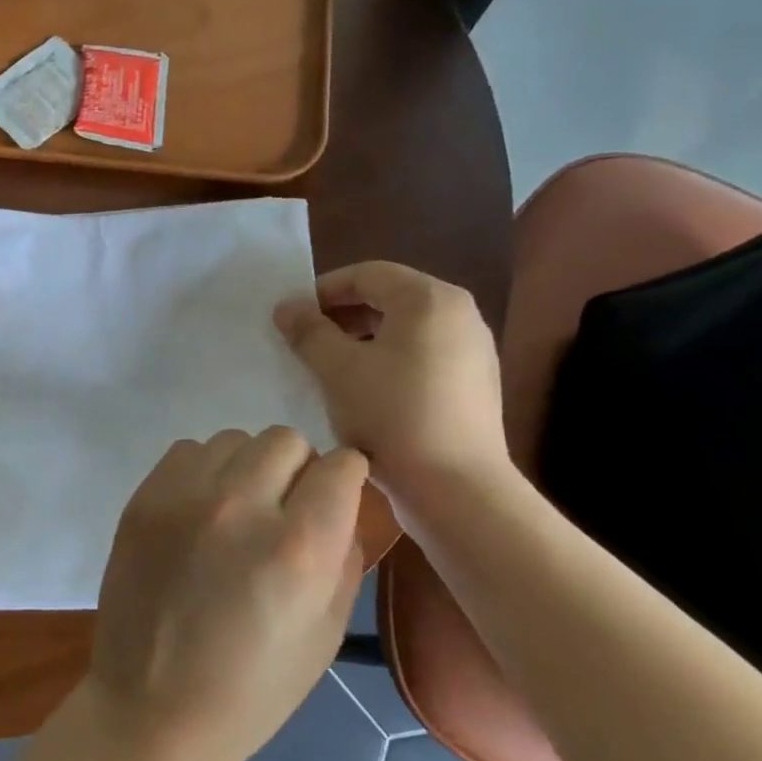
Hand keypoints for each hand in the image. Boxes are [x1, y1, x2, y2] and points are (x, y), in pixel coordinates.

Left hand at [88, 427, 366, 760]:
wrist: (154, 708)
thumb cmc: (253, 687)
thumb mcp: (327, 631)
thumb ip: (344, 552)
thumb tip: (340, 501)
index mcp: (299, 547)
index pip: (341, 464)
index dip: (344, 481)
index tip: (333, 501)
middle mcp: (241, 506)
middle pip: (286, 440)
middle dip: (298, 470)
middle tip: (283, 512)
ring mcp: (183, 497)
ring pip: (235, 439)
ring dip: (247, 468)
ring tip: (236, 514)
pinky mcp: (142, 499)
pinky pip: (187, 451)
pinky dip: (202, 472)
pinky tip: (197, 514)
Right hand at [273, 262, 510, 508]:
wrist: (456, 487)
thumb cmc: (392, 415)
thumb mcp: (337, 370)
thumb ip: (308, 332)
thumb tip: (287, 306)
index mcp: (430, 299)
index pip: (367, 273)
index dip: (323, 289)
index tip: (291, 316)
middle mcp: (460, 314)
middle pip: (390, 299)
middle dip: (342, 316)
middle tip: (305, 341)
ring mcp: (473, 352)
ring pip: (405, 332)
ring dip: (362, 341)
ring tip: (329, 369)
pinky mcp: (474, 386)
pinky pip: (422, 359)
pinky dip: (388, 363)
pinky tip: (364, 395)